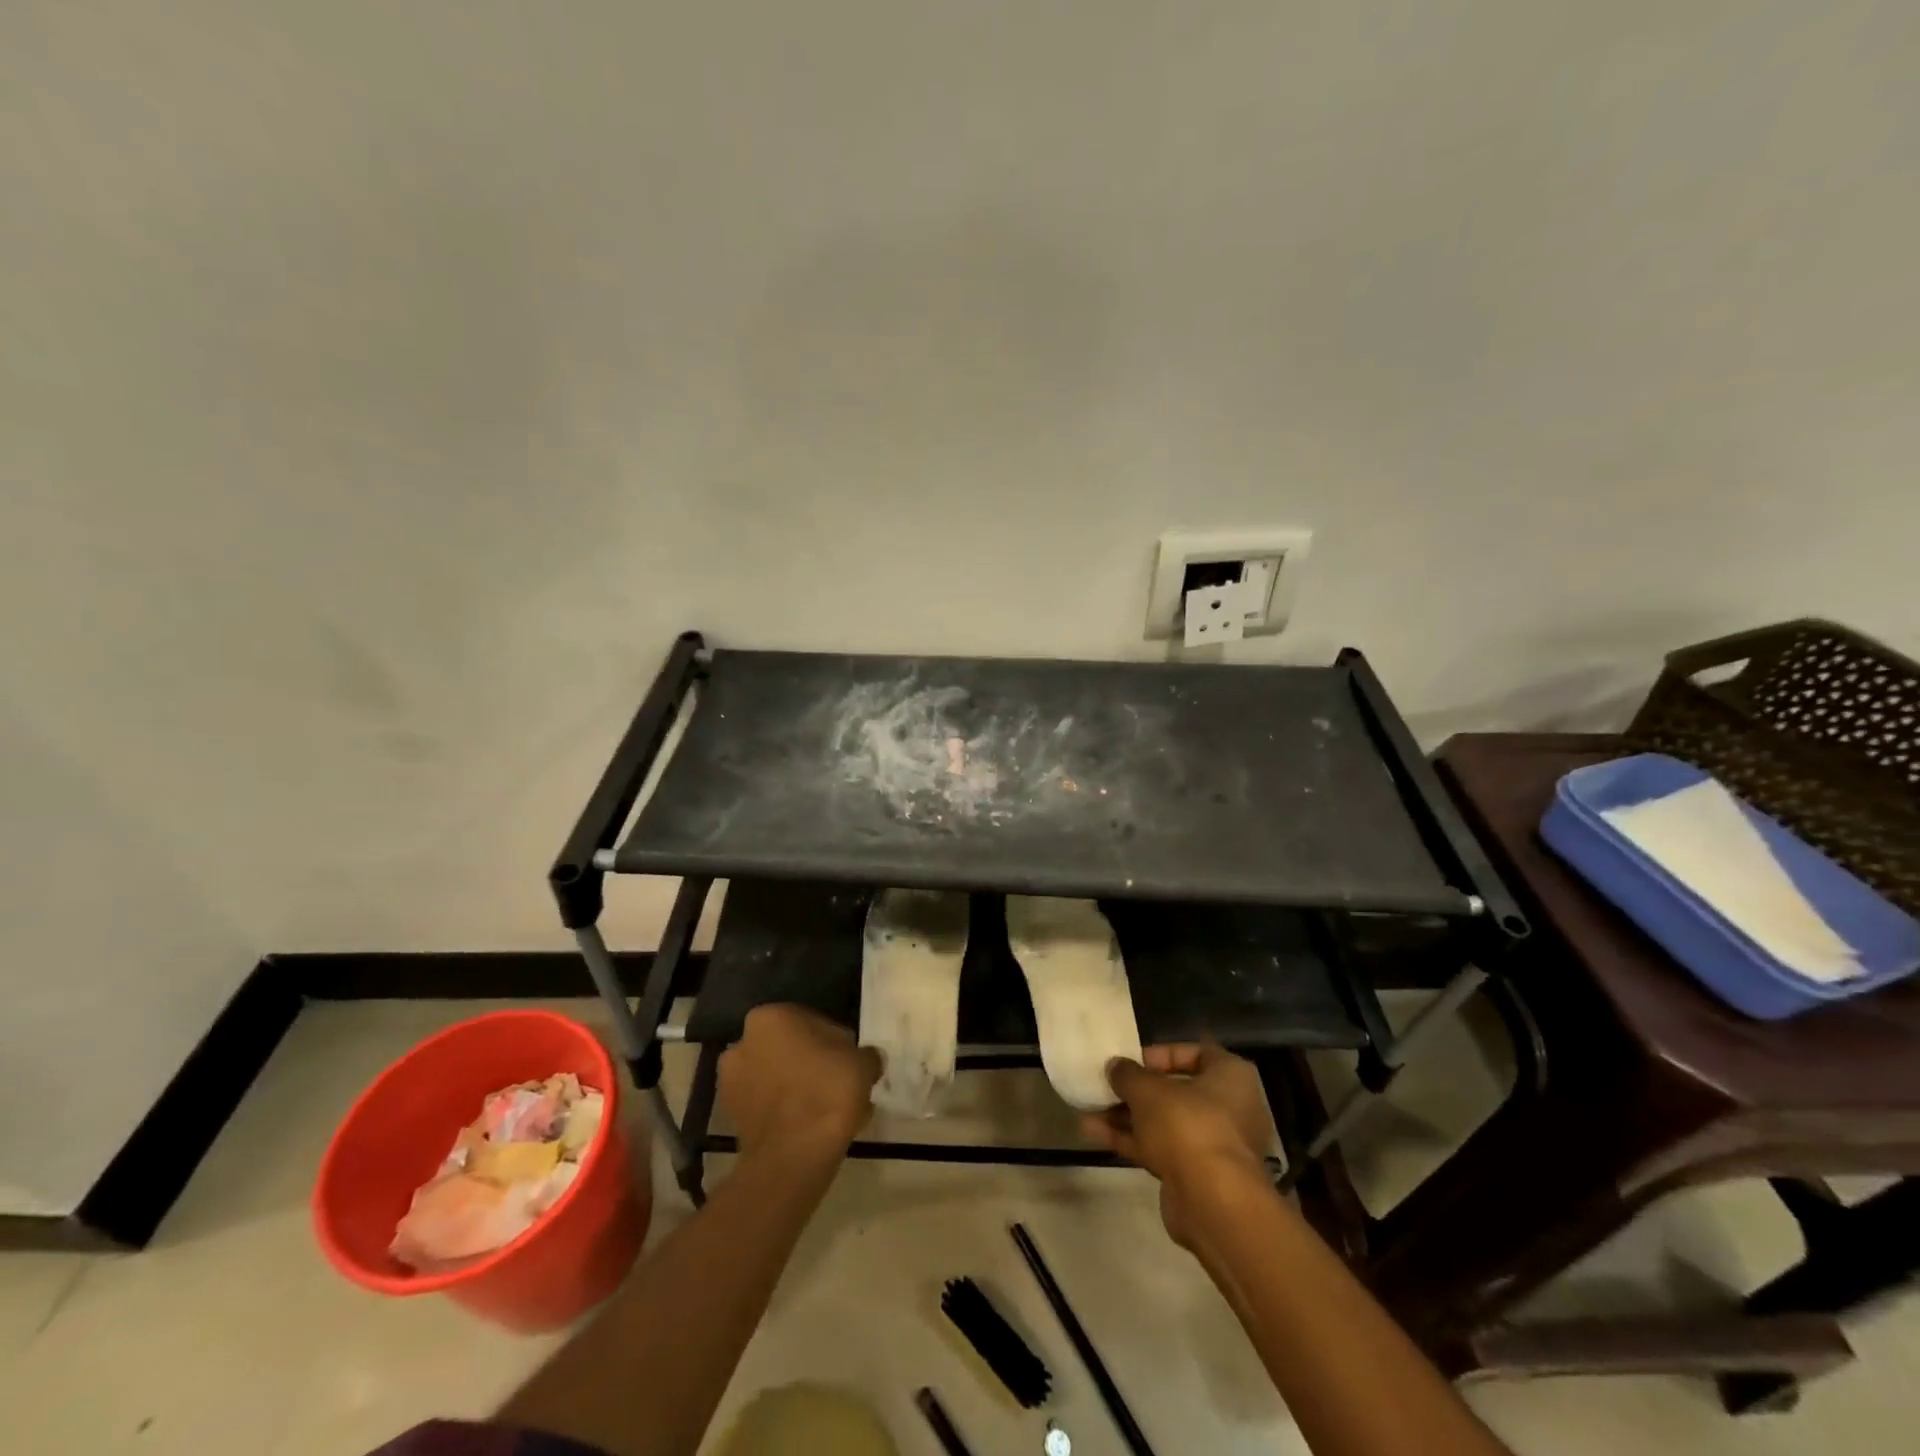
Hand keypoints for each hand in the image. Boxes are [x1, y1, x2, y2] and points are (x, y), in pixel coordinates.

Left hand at [719, 1005, 881, 1166]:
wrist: (793, 1156)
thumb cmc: (828, 1093)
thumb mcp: (862, 1064)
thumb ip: (866, 1055)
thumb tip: (867, 1059)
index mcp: (771, 1017)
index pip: (811, 1021)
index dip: (835, 1042)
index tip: (850, 1061)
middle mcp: (743, 1042)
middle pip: (789, 1049)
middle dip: (811, 1063)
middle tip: (838, 1084)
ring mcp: (731, 1081)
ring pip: (777, 1078)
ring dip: (798, 1087)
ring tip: (828, 1110)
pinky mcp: (730, 1116)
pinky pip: (767, 1104)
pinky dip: (786, 1111)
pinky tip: (813, 1127)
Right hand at [1081, 1043, 1274, 1247]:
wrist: (1213, 1203)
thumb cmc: (1187, 1126)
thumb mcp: (1148, 1090)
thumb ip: (1128, 1074)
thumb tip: (1115, 1066)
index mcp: (1231, 1077)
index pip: (1196, 1052)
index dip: (1161, 1054)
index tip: (1132, 1060)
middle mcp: (1230, 1108)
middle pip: (1176, 1091)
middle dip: (1137, 1089)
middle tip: (1107, 1084)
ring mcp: (1213, 1145)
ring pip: (1164, 1122)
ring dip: (1127, 1116)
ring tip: (1089, 1108)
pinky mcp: (1196, 1175)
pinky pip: (1161, 1148)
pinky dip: (1131, 1139)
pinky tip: (1094, 1131)